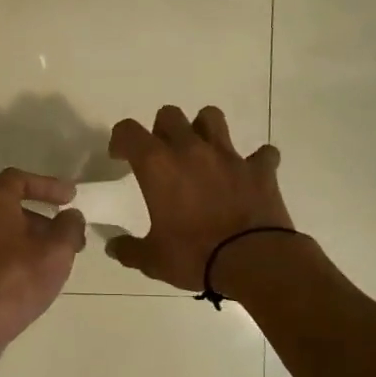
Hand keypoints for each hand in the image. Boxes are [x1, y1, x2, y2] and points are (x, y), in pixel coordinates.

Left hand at [0, 168, 86, 362]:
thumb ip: (69, 228)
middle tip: (68, 233)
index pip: (17, 179)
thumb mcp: (56, 252)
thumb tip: (71, 216)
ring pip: (3, 232)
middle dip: (43, 217)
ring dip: (32, 238)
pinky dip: (17, 255)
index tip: (70, 198)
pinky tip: (35, 278)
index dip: (46, 184)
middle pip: (10, 206)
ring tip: (58, 259)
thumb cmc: (15, 281)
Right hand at [106, 106, 292, 292]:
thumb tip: (114, 247)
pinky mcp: (260, 169)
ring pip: (212, 117)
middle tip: (162, 157)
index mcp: (157, 166)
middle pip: (170, 115)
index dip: (120, 140)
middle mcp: (191, 150)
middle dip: (161, 130)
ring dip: (203, 129)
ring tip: (202, 152)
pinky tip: (248, 176)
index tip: (120, 158)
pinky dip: (254, 162)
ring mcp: (228, 156)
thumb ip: (129, 249)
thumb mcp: (152, 260)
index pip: (129, 131)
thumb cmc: (194, 256)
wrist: (253, 261)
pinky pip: (261, 154)